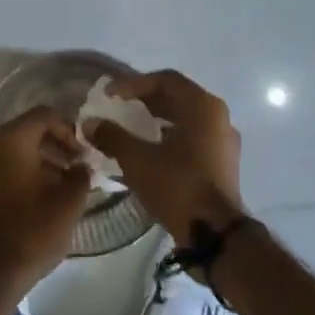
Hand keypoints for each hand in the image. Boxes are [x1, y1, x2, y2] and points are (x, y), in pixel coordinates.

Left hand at [0, 107, 91, 307]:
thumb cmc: (29, 232)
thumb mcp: (67, 203)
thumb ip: (81, 176)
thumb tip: (82, 167)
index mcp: (10, 140)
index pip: (44, 115)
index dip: (70, 129)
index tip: (85, 153)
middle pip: (28, 131)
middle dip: (56, 145)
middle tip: (78, 168)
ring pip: (15, 150)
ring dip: (42, 161)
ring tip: (65, 185)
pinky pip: (3, 167)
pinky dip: (25, 173)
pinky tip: (43, 197)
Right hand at [85, 70, 246, 244]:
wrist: (215, 235)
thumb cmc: (178, 186)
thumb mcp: (138, 160)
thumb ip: (112, 136)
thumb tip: (89, 123)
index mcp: (203, 107)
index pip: (166, 80)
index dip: (134, 84)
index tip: (109, 95)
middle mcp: (218, 117)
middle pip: (178, 97)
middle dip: (146, 100)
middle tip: (119, 106)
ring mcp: (224, 141)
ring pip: (187, 118)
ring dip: (158, 118)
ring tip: (132, 126)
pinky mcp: (223, 163)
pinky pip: (194, 137)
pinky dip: (171, 136)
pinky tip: (151, 150)